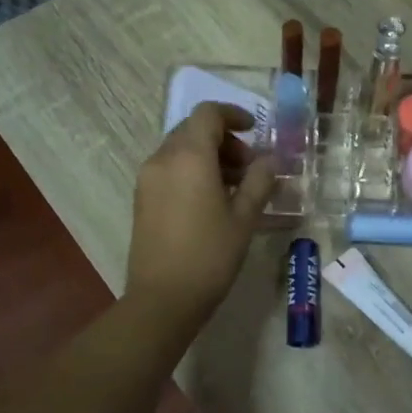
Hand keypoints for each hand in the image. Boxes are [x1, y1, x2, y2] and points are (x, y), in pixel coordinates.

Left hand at [126, 103, 274, 323]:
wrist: (163, 298)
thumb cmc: (210, 255)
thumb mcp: (244, 218)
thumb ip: (259, 181)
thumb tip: (269, 160)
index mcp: (189, 156)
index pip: (208, 114)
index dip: (233, 115)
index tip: (255, 131)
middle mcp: (162, 159)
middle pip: (193, 130)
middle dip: (224, 140)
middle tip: (250, 168)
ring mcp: (148, 179)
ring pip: (180, 150)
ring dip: (209, 157)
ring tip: (235, 188)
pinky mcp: (142, 199)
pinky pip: (170, 170)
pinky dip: (192, 171)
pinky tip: (212, 201)